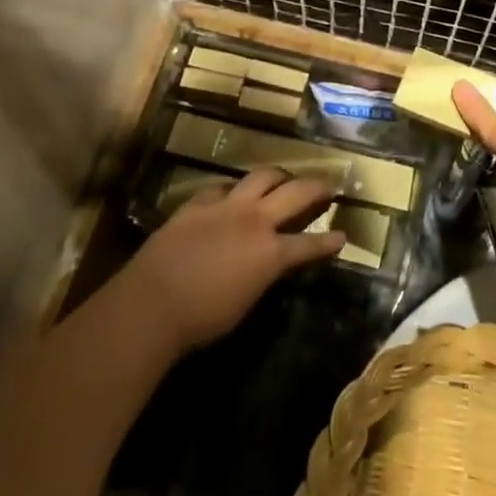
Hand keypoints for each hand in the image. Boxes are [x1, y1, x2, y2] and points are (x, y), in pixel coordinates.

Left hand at [122, 168, 344, 353]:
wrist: (152, 302)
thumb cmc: (201, 319)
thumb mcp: (245, 303)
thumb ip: (264, 276)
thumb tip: (270, 265)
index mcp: (271, 253)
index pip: (310, 244)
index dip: (329, 242)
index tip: (343, 235)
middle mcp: (254, 221)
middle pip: (295, 193)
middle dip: (316, 186)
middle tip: (328, 183)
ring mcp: (225, 207)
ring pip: (262, 176)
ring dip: (278, 176)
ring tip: (284, 178)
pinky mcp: (197, 203)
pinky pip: (222, 186)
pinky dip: (234, 189)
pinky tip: (233, 194)